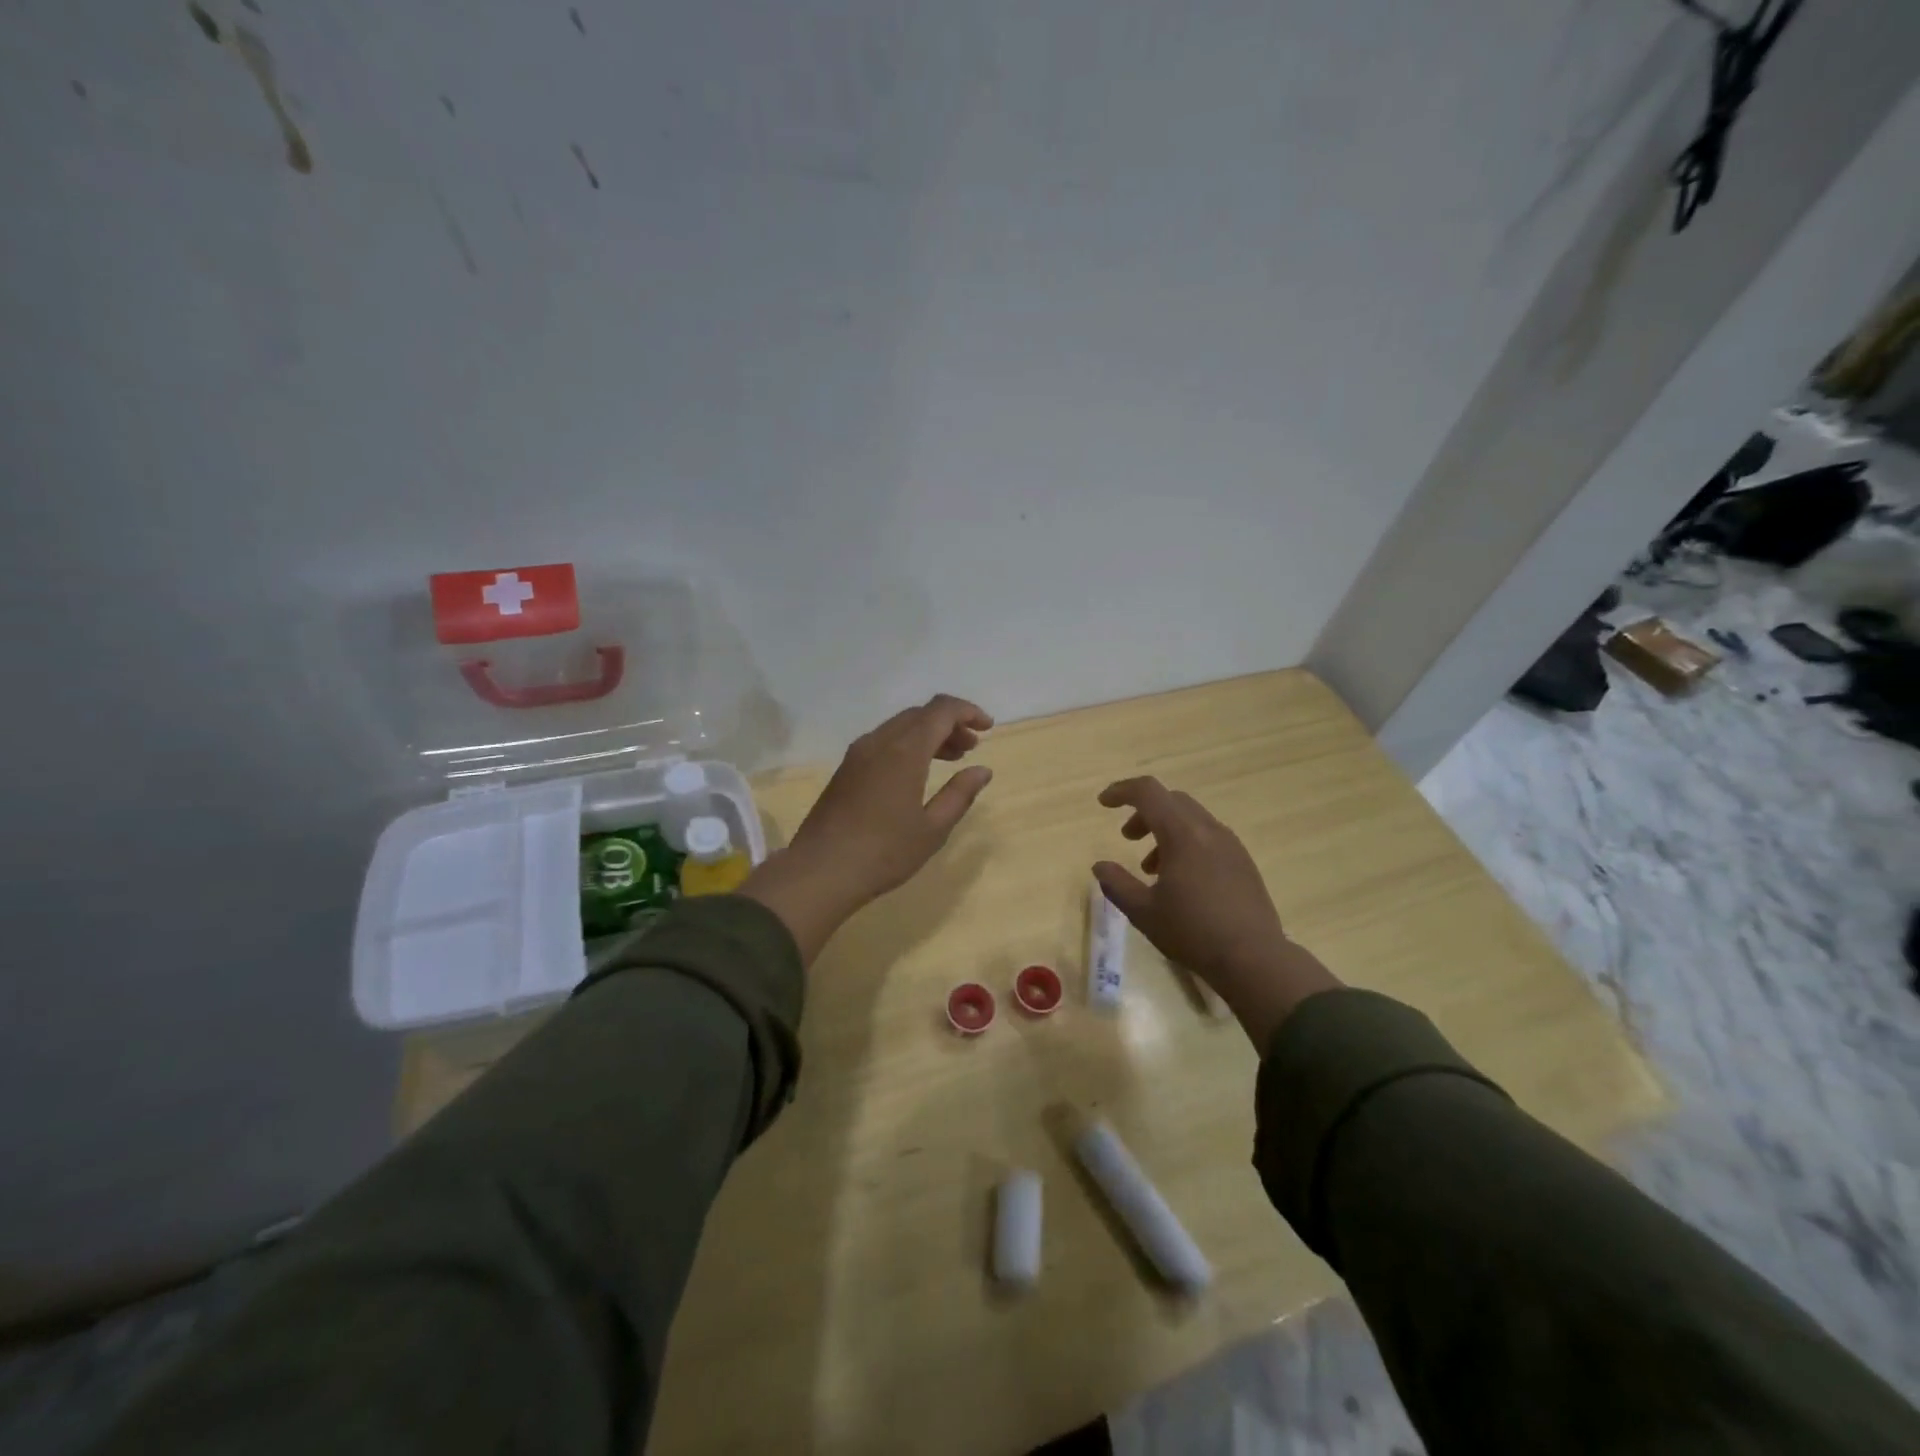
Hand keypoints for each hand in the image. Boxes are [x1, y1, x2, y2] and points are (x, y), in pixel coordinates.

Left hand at [742, 695, 993, 963]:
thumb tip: (982, 770)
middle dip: (950, 723)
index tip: (988, 728)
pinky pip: (883, 741)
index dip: (968, 711)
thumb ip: (960, 794)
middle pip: (920, 714)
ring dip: (928, 734)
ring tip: (951, 759)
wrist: (820, 871)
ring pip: (900, 726)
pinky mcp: (846, 769)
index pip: (941, 710)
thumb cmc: (884, 853)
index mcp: (904, 750)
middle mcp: (879, 741)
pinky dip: (907, 745)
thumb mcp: (932, 829)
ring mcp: (858, 754)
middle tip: (971, 747)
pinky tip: (917, 772)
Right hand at [1094, 777, 1340, 1048]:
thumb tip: (1100, 866)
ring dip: (1165, 831)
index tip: (1103, 803)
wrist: (1254, 959)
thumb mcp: (1143, 912)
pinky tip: (1181, 880)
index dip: (1122, 791)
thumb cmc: (1193, 933)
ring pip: (1191, 819)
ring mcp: (1230, 844)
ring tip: (1151, 868)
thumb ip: (1117, 884)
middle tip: (1127, 837)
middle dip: (1144, 812)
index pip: (1148, 792)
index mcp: (1182, 834)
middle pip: (1171, 801)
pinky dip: (1186, 843)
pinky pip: (1208, 837)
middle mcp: (1208, 830)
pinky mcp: (1243, 862)